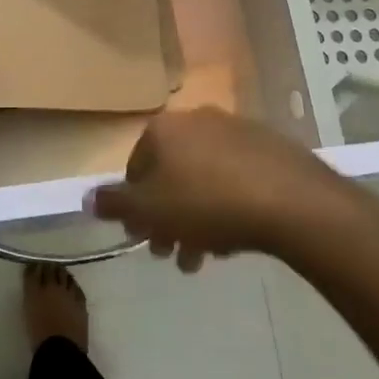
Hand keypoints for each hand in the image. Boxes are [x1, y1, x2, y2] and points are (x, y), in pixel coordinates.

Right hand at [88, 108, 365, 271]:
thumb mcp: (150, 210)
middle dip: (168, 219)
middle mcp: (197, 120)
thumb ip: (115, 204)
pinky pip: (235, 178)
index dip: (135, 207)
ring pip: (203, 179)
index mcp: (164, 128)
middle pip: (171, 175)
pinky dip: (228, 205)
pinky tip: (236, 237)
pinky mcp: (268, 146)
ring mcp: (236, 130)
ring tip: (206, 257)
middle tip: (174, 255)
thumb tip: (88, 197)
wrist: (291, 201)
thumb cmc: (208, 203)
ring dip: (197, 219)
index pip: (135, 168)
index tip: (145, 238)